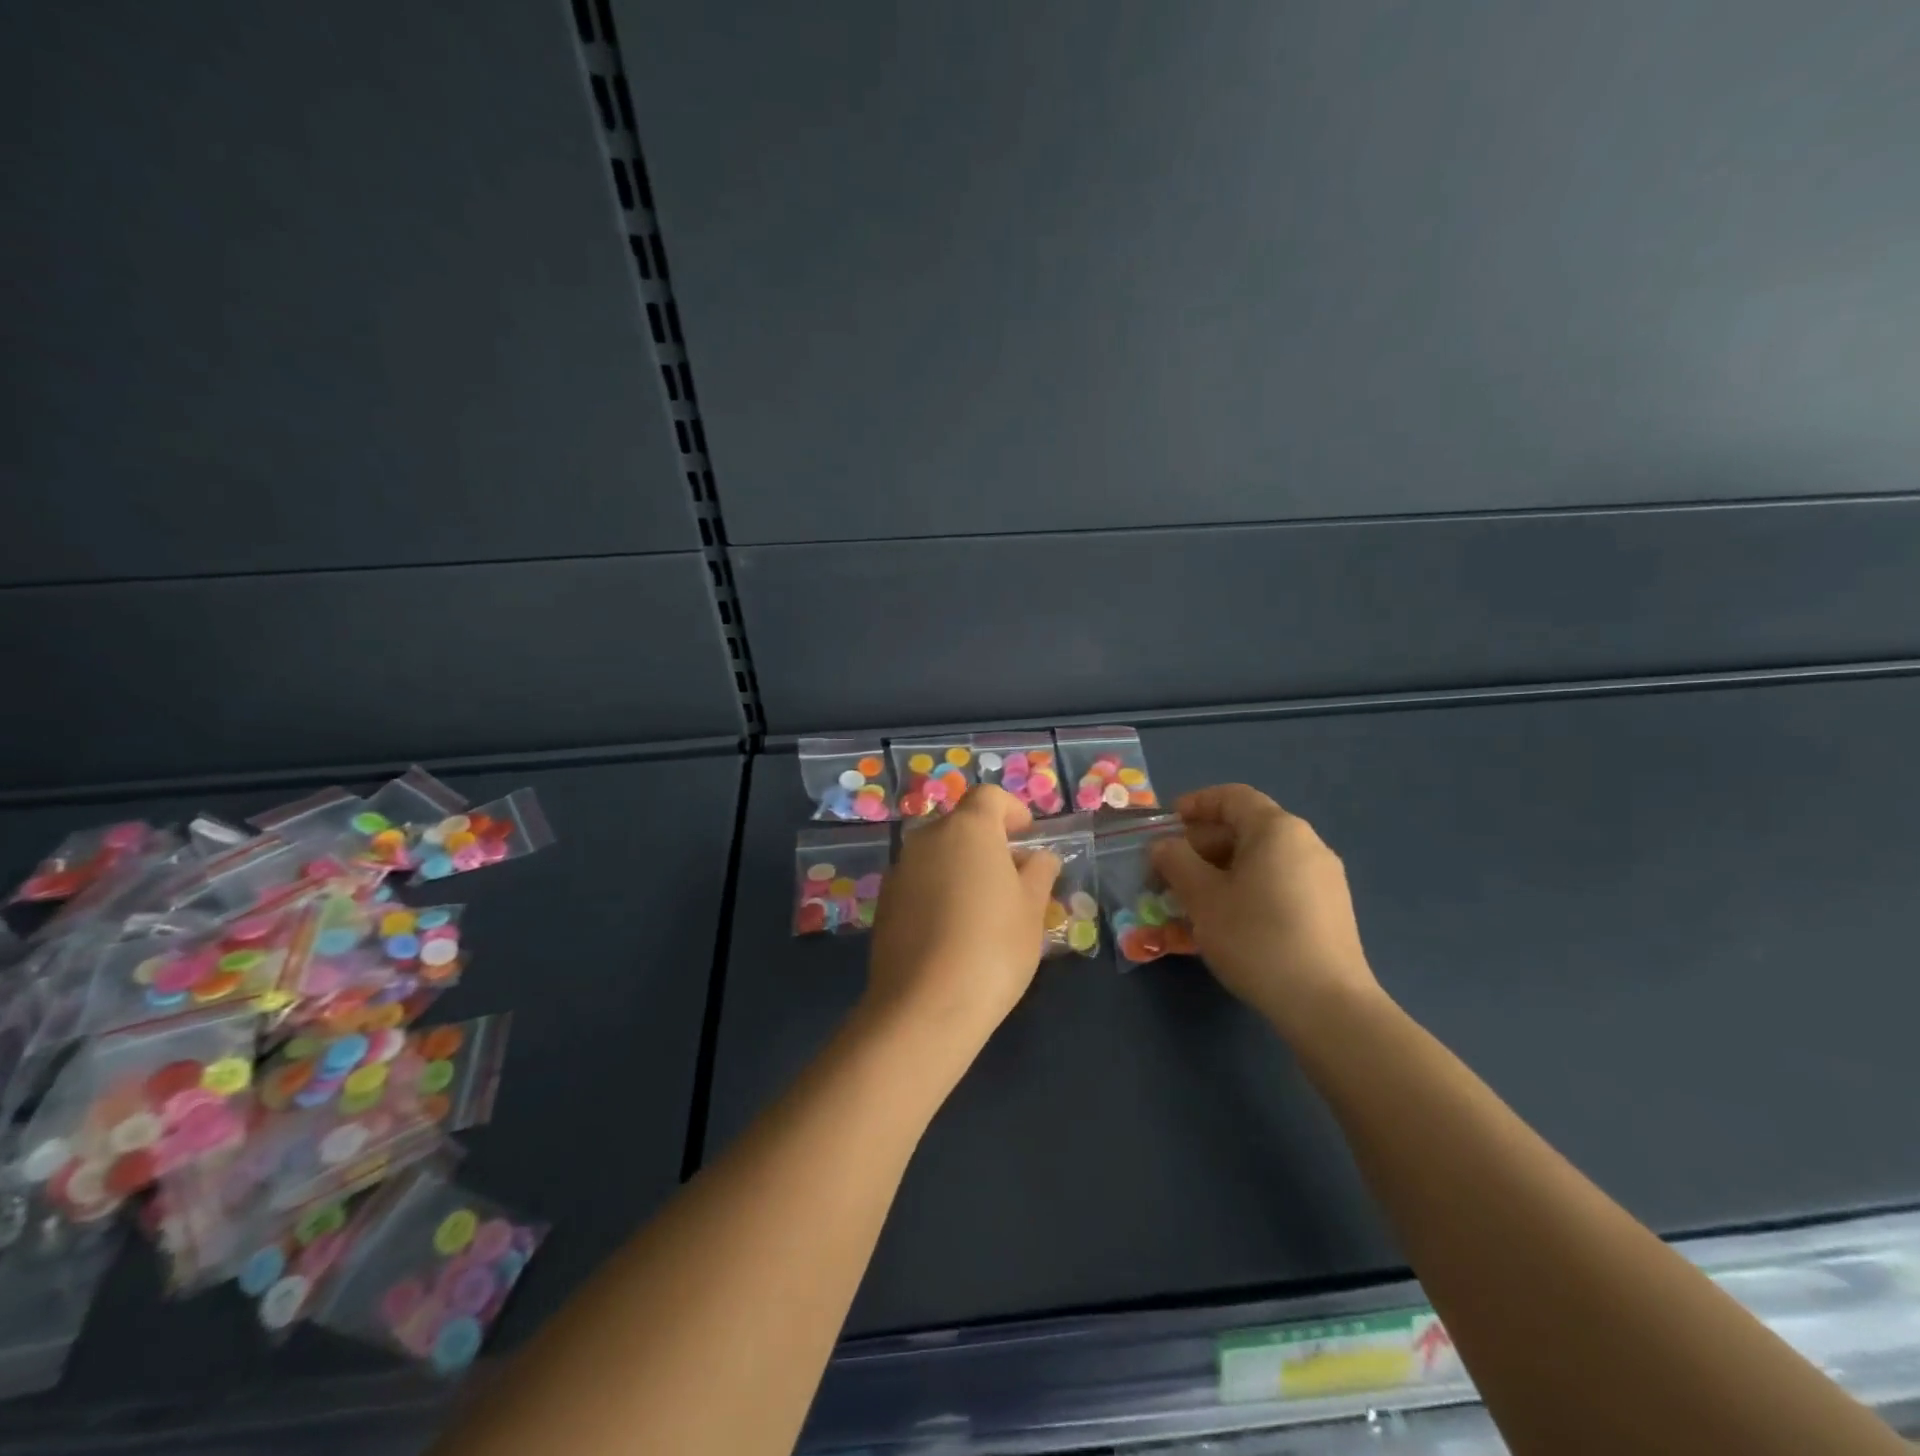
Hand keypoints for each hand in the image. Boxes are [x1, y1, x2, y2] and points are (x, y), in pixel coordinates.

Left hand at [865, 785, 1060, 1050]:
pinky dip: (938, 890)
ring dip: (961, 866)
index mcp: (967, 828)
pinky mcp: (884, 902)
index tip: (1027, 835)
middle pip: (961, 825)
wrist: (925, 1005)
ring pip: (938, 854)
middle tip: (1012, 877)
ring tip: (984, 907)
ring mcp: (900, 869)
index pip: (988, 797)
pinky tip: (952, 929)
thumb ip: (1039, 873)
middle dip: (987, 842)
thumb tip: (1039, 857)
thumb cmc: (993, 947)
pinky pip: (919, 881)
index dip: (1012, 810)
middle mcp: (927, 838)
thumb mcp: (1031, 909)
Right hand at [1151, 784, 1380, 1038]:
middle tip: (1169, 871)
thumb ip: (1177, 862)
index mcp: (1277, 830)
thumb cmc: (1256, 938)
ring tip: (1190, 900)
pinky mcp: (1329, 911)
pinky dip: (1246, 891)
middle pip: (1246, 829)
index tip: (1166, 824)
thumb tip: (1164, 846)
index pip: (1232, 797)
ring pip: (1260, 861)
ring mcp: (1323, 879)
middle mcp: (1306, 844)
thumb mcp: (1203, 898)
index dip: (1195, 804)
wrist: (1327, 1005)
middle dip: (1201, 845)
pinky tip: (1225, 922)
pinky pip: (1278, 885)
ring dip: (1220, 872)